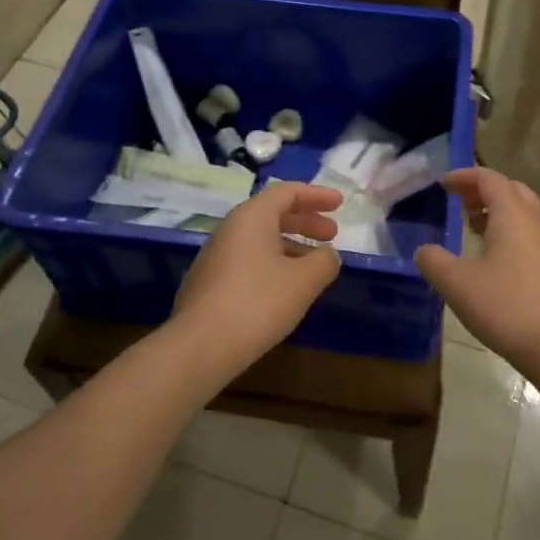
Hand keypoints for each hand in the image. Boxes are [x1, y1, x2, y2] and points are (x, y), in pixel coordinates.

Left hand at [171, 181, 343, 374]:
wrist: (199, 347)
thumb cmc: (258, 303)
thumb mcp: (303, 281)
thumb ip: (324, 262)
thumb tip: (329, 255)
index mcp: (252, 216)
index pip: (287, 192)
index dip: (317, 196)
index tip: (340, 204)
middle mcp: (230, 228)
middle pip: (273, 213)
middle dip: (305, 222)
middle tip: (332, 235)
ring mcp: (215, 256)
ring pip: (260, 239)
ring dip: (290, 245)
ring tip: (313, 266)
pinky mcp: (208, 282)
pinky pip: (247, 260)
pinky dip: (272, 263)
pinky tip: (284, 289)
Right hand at [414, 167, 539, 380]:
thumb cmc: (508, 307)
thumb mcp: (458, 284)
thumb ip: (434, 262)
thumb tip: (423, 250)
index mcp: (513, 214)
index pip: (489, 178)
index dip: (465, 176)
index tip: (443, 184)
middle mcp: (536, 222)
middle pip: (511, 190)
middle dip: (484, 191)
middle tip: (460, 204)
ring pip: (524, 215)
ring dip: (499, 214)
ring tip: (474, 230)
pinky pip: (532, 237)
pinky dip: (511, 235)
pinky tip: (496, 263)